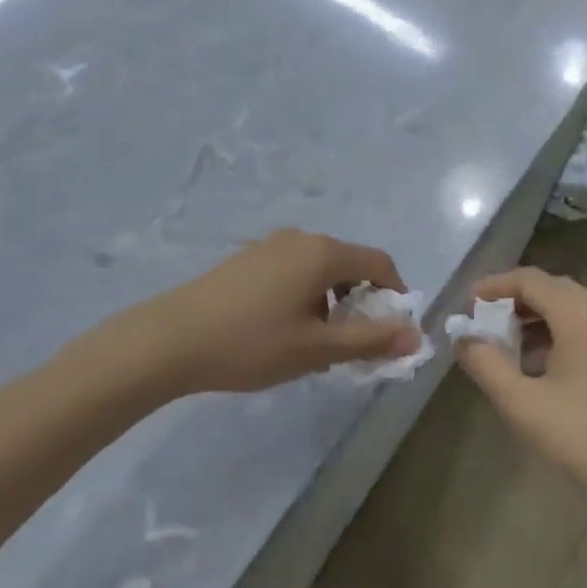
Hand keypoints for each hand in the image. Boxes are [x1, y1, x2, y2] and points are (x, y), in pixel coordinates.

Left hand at [128, 230, 419, 394]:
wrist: (170, 339)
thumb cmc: (251, 344)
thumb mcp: (316, 349)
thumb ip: (369, 340)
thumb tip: (416, 336)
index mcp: (324, 253)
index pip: (380, 263)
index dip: (395, 294)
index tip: (391, 330)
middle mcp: (302, 238)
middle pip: (350, 263)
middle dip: (361, 301)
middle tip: (352, 343)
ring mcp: (272, 244)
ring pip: (321, 268)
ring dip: (332, 300)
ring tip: (314, 343)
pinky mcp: (249, 257)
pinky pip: (294, 269)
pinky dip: (305, 294)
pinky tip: (282, 329)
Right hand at [457, 267, 586, 520]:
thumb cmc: (584, 437)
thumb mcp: (522, 404)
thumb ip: (485, 363)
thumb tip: (464, 337)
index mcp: (580, 312)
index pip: (529, 279)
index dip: (493, 287)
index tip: (467, 307)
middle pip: (551, 289)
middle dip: (513, 303)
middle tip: (483, 326)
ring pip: (571, 308)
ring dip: (536, 320)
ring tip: (507, 349)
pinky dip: (560, 334)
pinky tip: (542, 367)